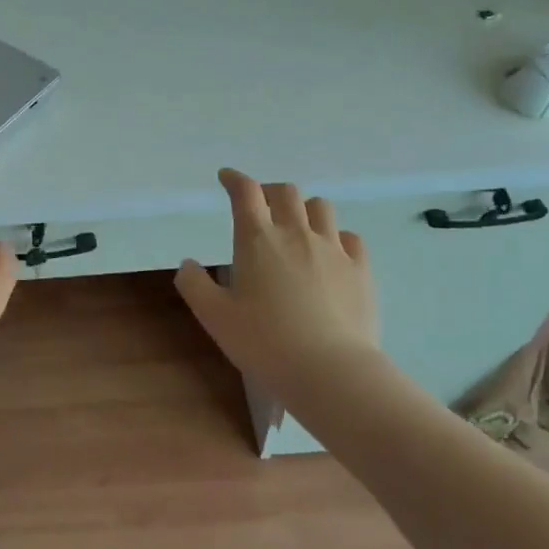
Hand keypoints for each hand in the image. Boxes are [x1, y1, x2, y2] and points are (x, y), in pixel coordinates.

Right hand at [174, 168, 382, 384]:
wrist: (331, 371)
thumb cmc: (265, 342)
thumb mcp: (214, 317)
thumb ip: (194, 285)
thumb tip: (187, 263)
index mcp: (257, 239)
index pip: (245, 192)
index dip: (234, 179)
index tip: (226, 177)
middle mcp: (296, 233)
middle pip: (286, 192)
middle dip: (269, 192)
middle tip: (260, 206)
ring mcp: (333, 249)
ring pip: (321, 207)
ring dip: (304, 208)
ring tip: (296, 226)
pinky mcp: (361, 271)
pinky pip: (350, 238)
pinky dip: (336, 236)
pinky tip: (331, 252)